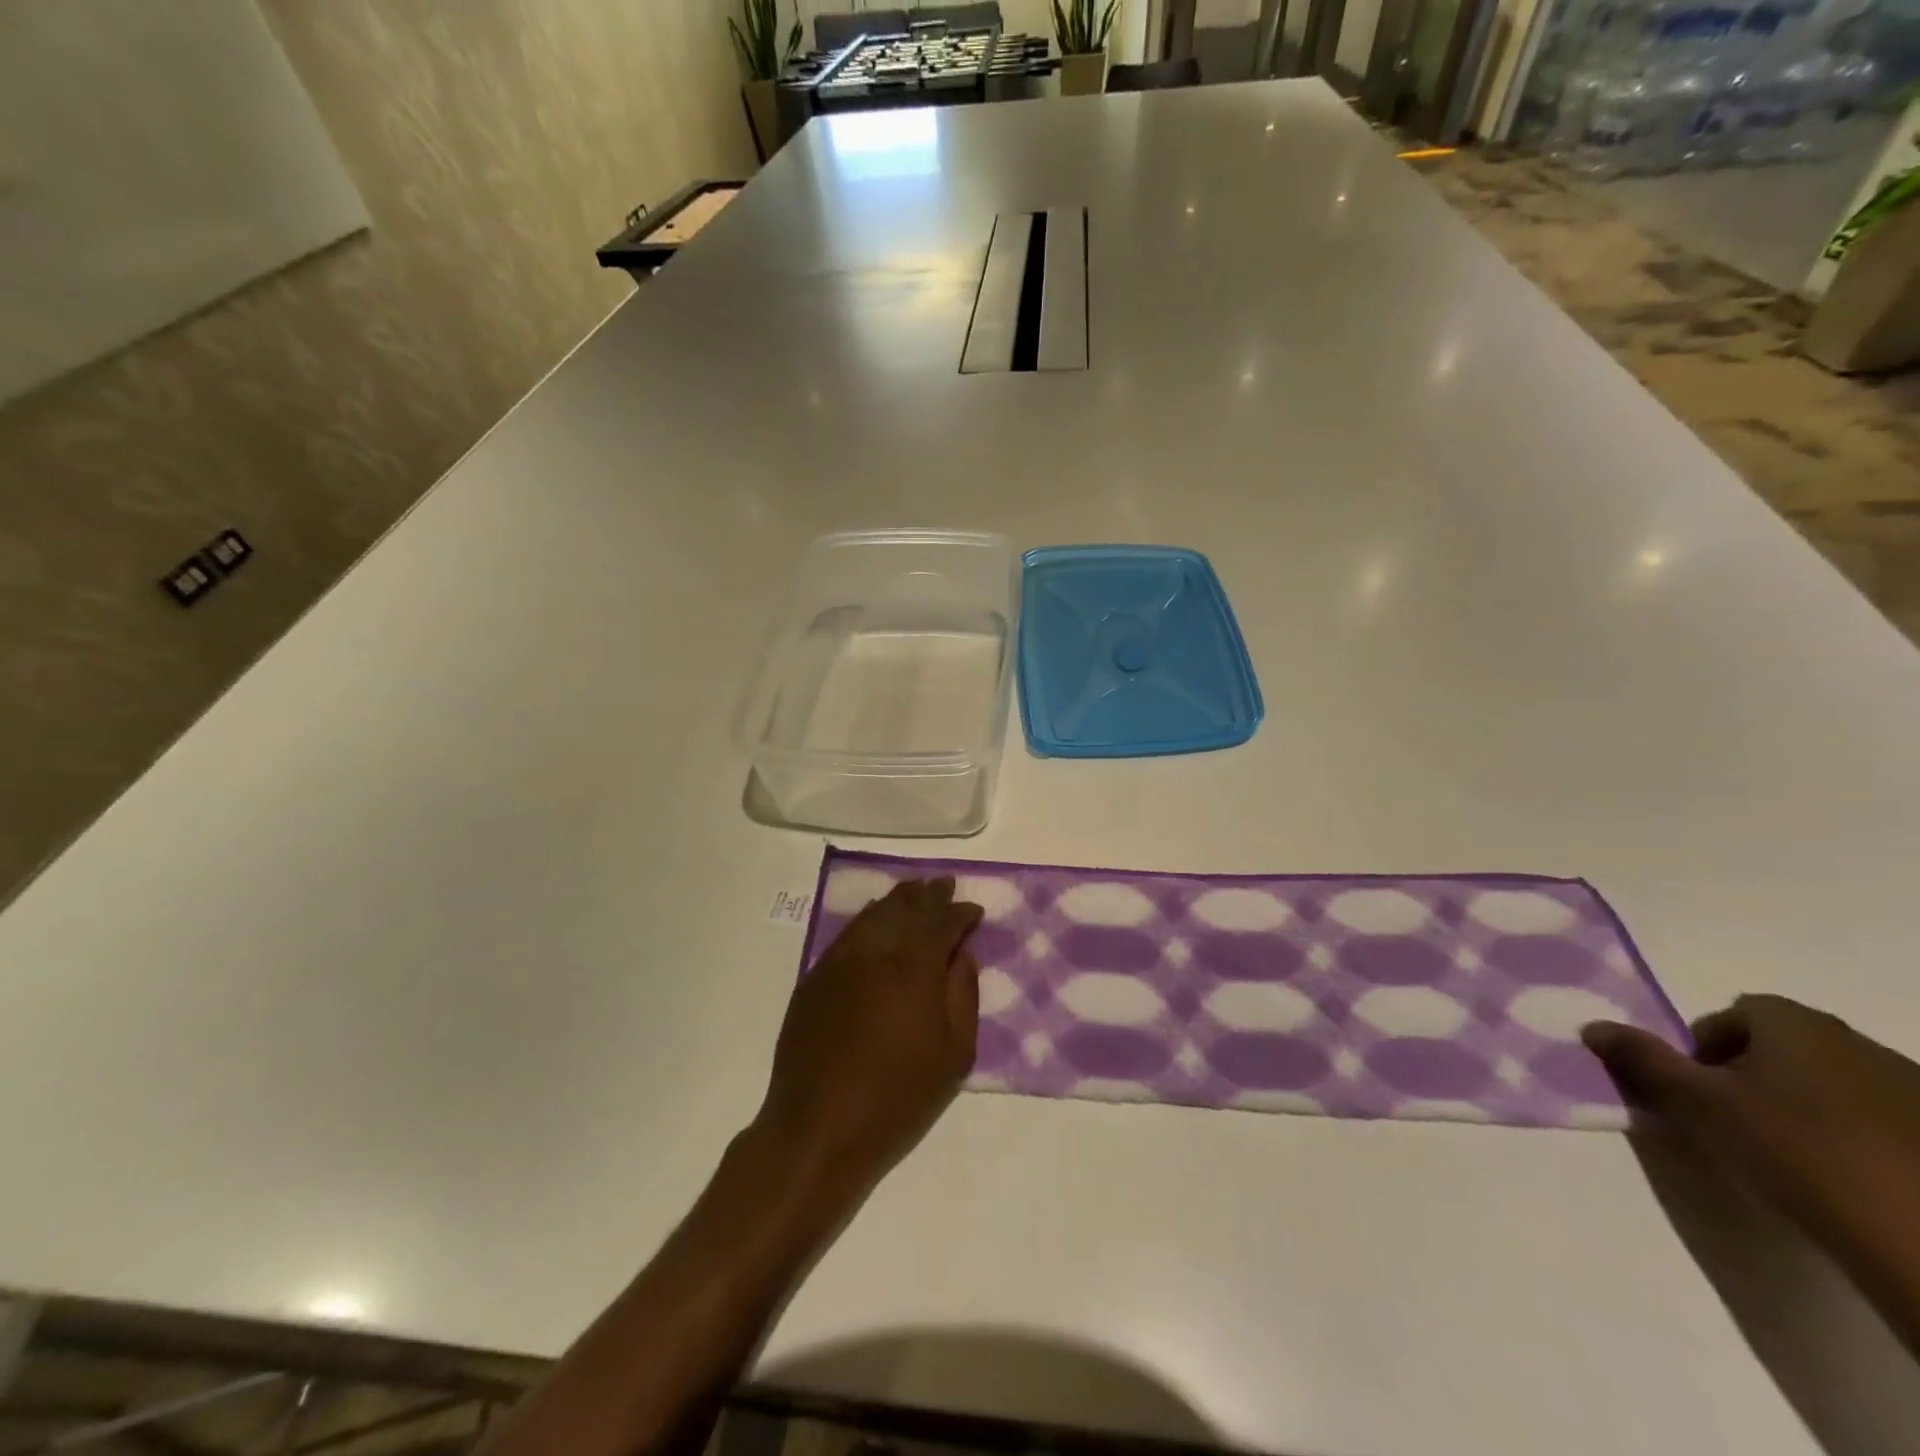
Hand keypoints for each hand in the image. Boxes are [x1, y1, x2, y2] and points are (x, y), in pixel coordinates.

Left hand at [755, 877, 982, 1195]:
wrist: (817, 1127)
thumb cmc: (896, 1098)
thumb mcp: (954, 1056)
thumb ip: (963, 996)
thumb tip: (963, 955)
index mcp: (915, 966)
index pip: (943, 922)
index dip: (961, 913)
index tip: (974, 911)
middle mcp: (877, 950)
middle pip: (906, 907)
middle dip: (929, 894)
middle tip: (944, 884)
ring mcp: (841, 959)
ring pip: (875, 913)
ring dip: (898, 899)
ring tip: (915, 891)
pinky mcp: (817, 975)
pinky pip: (849, 932)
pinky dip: (869, 917)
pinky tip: (876, 917)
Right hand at [1584, 995, 1919, 1344]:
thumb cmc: (1793, 1150)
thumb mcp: (1697, 1103)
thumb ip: (1641, 1059)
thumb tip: (1591, 1026)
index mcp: (1797, 1023)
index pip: (1734, 1013)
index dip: (1704, 1046)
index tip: (1696, 1089)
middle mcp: (1858, 1041)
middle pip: (1784, 1046)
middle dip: (1752, 1075)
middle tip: (1732, 1120)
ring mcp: (1915, 1090)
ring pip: (1833, 1083)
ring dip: (1804, 1105)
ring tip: (1790, 1155)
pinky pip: (1881, 1119)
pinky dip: (1855, 1136)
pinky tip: (1848, 1177)